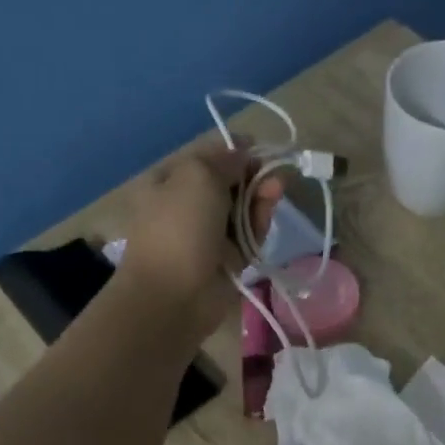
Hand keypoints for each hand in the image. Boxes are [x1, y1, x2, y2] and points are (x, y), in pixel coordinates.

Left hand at [119, 140, 280, 341]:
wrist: (174, 295)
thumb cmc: (179, 227)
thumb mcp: (197, 176)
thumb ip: (224, 159)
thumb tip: (241, 153)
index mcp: (168, 181)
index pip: (207, 158)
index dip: (235, 151)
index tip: (260, 149)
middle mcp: (186, 206)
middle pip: (229, 183)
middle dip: (253, 175)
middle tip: (275, 174)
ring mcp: (207, 235)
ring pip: (242, 209)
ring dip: (260, 198)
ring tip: (276, 191)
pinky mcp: (227, 259)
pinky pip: (248, 235)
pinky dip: (259, 224)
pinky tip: (268, 215)